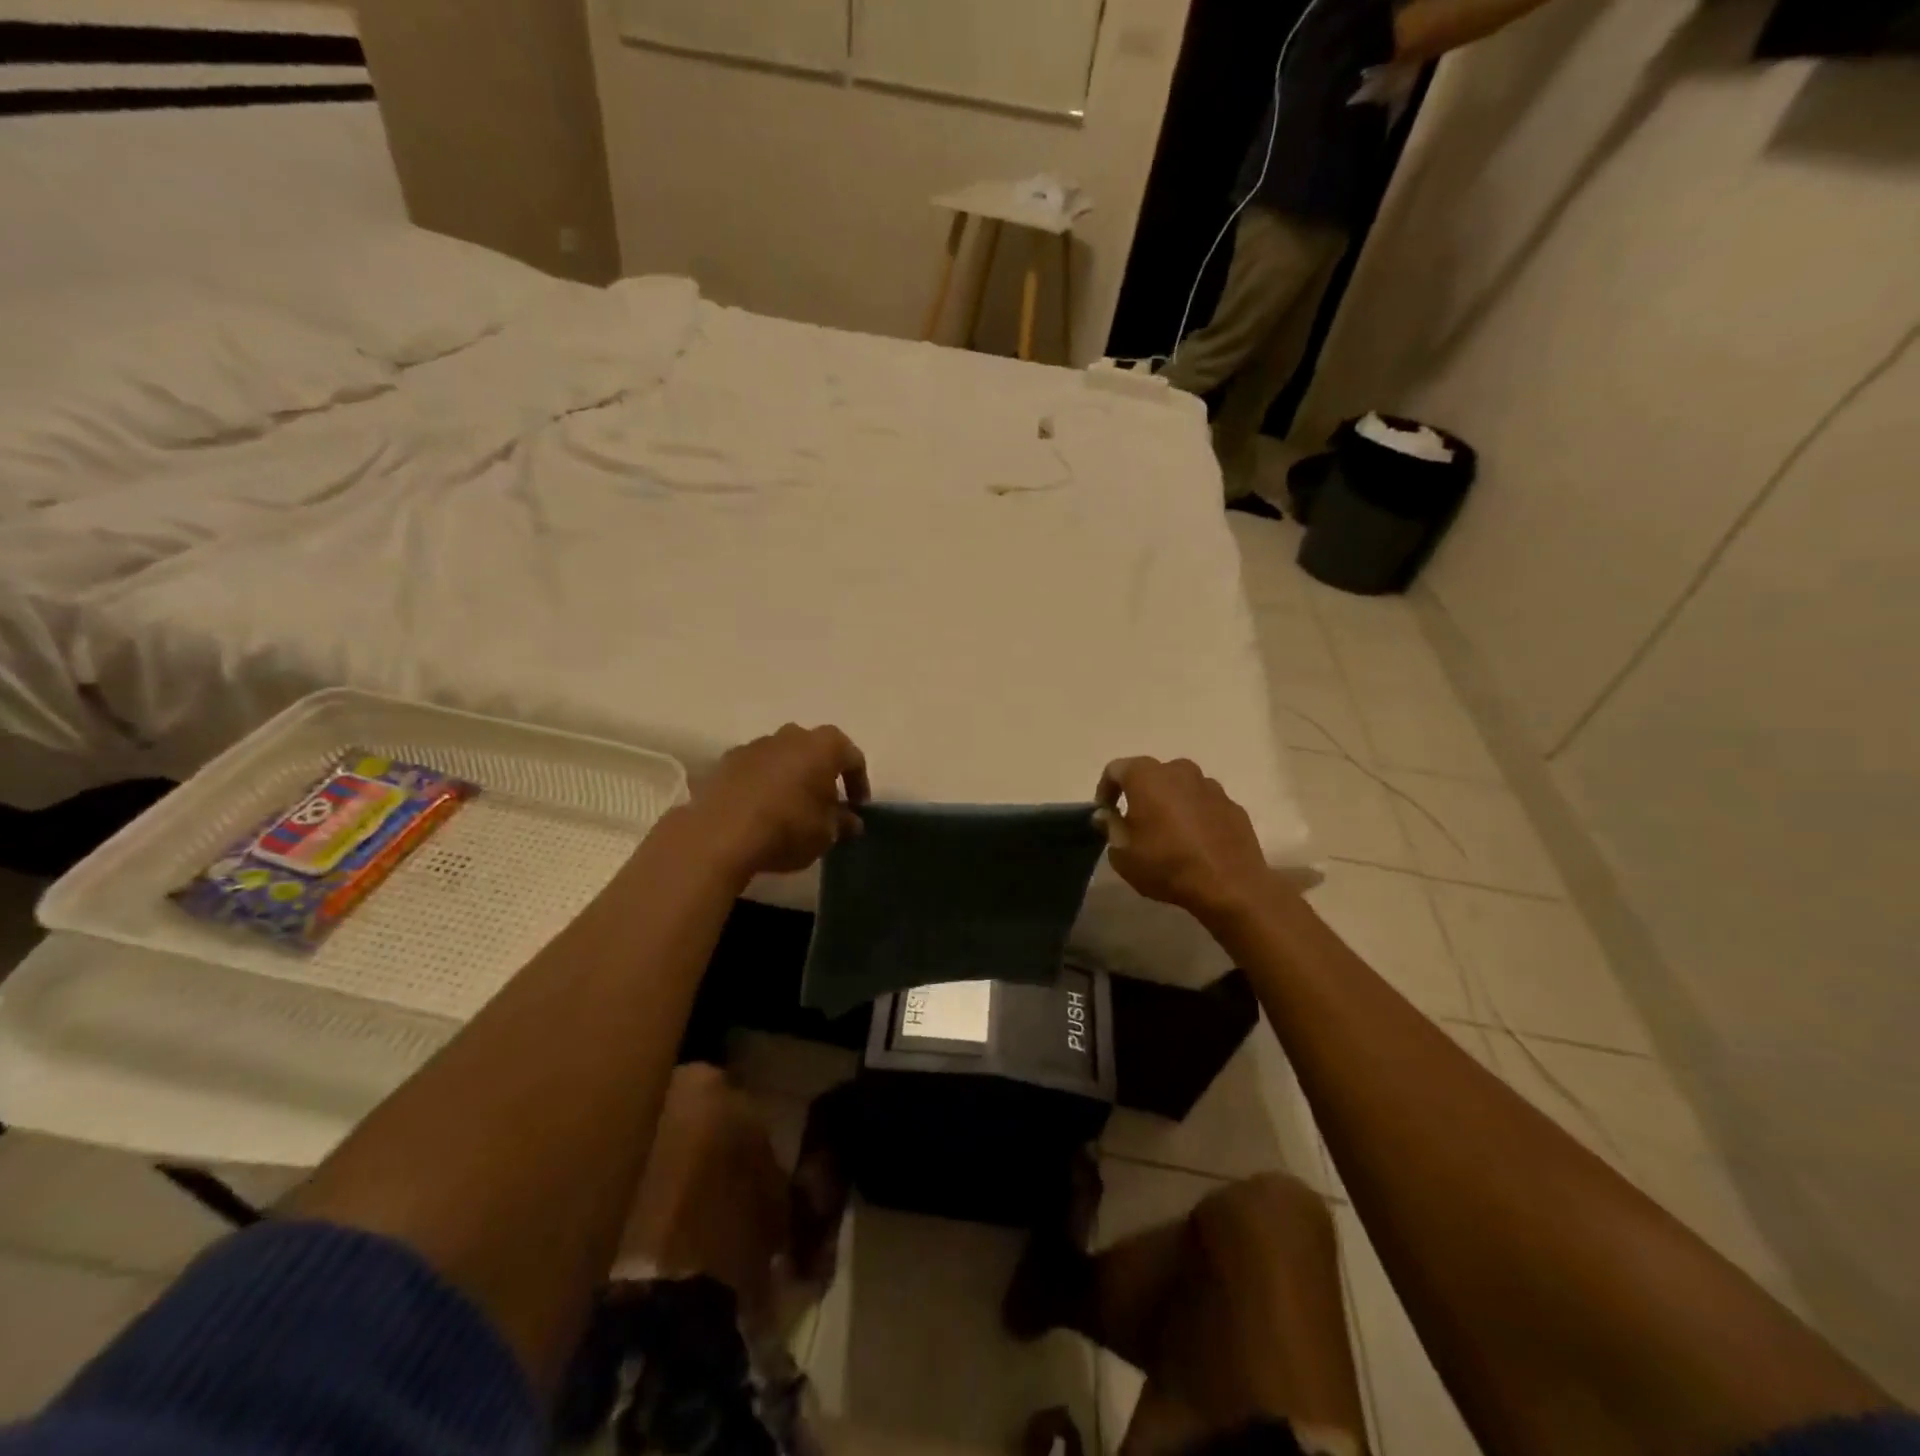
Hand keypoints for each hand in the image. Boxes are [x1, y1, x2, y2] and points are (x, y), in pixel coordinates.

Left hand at [687, 724, 869, 878]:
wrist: (719, 835)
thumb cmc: (787, 828)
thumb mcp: (827, 834)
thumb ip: (843, 823)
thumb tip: (851, 820)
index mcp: (823, 746)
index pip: (852, 757)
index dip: (859, 783)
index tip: (858, 808)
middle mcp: (789, 736)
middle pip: (814, 750)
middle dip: (821, 774)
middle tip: (825, 803)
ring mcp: (754, 745)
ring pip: (781, 757)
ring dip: (789, 777)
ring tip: (789, 808)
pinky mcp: (724, 762)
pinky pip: (753, 771)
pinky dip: (761, 785)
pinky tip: (759, 811)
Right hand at [1096, 757, 1271, 922]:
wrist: (1230, 886)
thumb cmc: (1166, 865)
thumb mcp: (1123, 854)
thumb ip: (1110, 827)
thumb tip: (1107, 815)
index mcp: (1147, 777)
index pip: (1116, 770)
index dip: (1105, 790)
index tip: (1105, 813)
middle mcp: (1179, 771)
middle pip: (1151, 774)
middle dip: (1139, 793)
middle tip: (1135, 822)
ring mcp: (1210, 786)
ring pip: (1180, 787)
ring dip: (1169, 802)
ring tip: (1167, 832)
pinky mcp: (1233, 805)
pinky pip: (1204, 803)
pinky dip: (1194, 815)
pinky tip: (1194, 841)